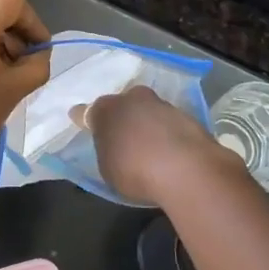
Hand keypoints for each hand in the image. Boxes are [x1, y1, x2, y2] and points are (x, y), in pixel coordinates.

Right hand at [81, 84, 248, 204]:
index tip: (81, 121)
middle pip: (122, 104)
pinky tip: (170, 151)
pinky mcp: (186, 115)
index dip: (86, 119)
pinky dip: (167, 133)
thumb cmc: (135, 171)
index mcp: (105, 109)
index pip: (88, 112)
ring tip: (150, 146)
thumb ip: (107, 150)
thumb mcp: (108, 168)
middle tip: (123, 135)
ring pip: (148, 110)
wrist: (186, 170)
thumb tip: (111, 143)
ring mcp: (161, 104)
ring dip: (147, 123)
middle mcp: (132, 98)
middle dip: (122, 116)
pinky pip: (169, 123)